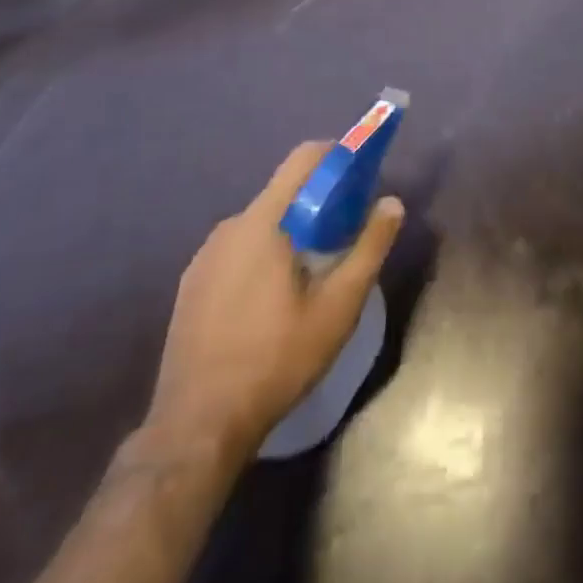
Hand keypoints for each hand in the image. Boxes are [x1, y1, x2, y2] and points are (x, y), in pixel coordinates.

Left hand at [140, 143, 404, 466]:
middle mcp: (230, 226)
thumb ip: (369, 248)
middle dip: (318, 202)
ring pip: (260, 224)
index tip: (360, 172)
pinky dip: (262, 255)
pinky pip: (237, 250)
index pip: (302, 159)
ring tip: (312, 271)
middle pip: (282, 193)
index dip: (336, 154)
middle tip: (345, 232)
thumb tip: (392, 203)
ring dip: (290, 231)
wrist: (196, 428)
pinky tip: (272, 300)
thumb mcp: (337, 308)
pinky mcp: (191, 284)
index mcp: (264, 221)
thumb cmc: (275, 360)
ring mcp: (205, 256)